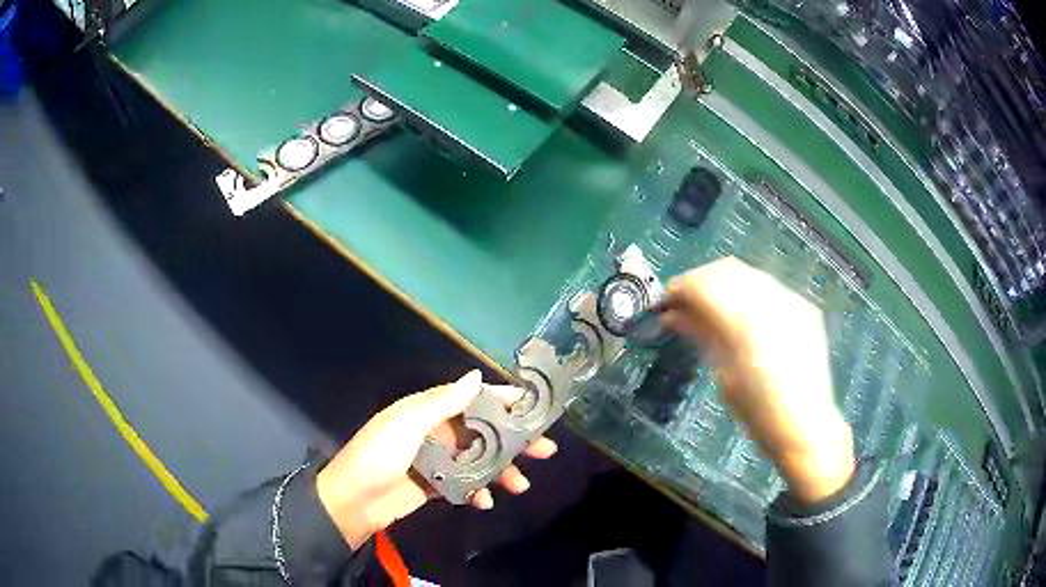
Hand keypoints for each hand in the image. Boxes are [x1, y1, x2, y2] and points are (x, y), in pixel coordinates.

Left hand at [315, 371, 556, 548]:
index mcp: (430, 411)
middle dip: (515, 441)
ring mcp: (438, 461)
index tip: (535, 406)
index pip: (474, 399)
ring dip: (502, 471)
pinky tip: (485, 502)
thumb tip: (477, 376)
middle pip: (485, 432)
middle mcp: (438, 432)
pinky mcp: (437, 485)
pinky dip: (478, 491)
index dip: (505, 401)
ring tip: (520, 486)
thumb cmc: (379, 455)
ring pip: (480, 460)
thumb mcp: (408, 424)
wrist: (353, 500)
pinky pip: (466, 484)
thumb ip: (444, 402)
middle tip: (546, 451)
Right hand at [661, 257, 853, 503]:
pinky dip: (748, 293)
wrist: (806, 426)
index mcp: (746, 322)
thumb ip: (702, 335)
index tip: (663, 302)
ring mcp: (791, 300)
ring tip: (710, 307)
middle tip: (683, 304)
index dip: (678, 289)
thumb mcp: (724, 374)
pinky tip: (743, 315)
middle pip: (725, 270)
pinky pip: (769, 287)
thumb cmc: (758, 413)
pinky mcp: (804, 307)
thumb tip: (672, 315)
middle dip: (699, 280)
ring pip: (748, 273)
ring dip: (723, 283)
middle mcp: (771, 300)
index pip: (703, 285)